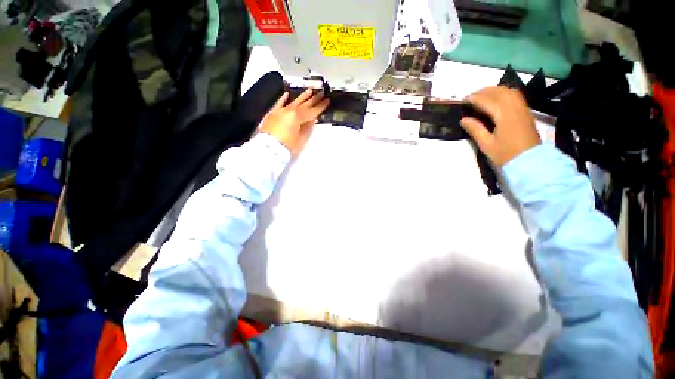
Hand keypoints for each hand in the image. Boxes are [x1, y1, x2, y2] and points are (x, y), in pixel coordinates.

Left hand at [260, 89, 329, 155]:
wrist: (268, 148)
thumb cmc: (287, 146)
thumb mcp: (301, 139)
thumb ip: (307, 128)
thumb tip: (312, 120)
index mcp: (298, 117)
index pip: (312, 111)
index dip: (320, 106)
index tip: (327, 100)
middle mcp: (290, 111)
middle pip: (304, 104)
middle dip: (314, 99)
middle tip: (321, 93)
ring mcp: (281, 111)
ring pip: (294, 102)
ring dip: (302, 96)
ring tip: (310, 91)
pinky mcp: (273, 114)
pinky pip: (279, 103)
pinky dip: (283, 99)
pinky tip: (287, 94)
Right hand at [460, 87, 539, 166]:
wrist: (530, 162)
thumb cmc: (506, 154)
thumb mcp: (486, 144)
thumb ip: (475, 130)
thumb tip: (464, 119)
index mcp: (504, 115)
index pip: (487, 100)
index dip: (474, 98)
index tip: (463, 100)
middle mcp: (515, 108)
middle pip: (499, 91)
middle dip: (483, 91)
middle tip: (471, 97)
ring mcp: (522, 109)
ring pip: (509, 91)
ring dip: (494, 90)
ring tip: (483, 96)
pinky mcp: (526, 112)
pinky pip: (515, 96)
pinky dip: (504, 93)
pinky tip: (497, 99)